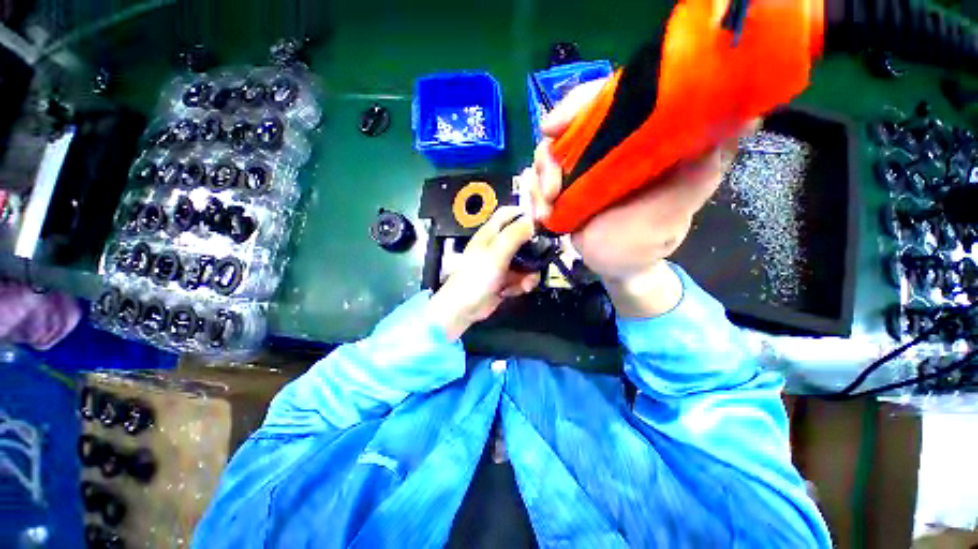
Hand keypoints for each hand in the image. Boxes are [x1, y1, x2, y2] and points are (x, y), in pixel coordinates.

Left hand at [427, 207, 540, 339]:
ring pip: (526, 261)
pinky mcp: (505, 279)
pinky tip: (516, 291)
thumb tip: (533, 221)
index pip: (508, 214)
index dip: (524, 213)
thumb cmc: (477, 276)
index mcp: (491, 233)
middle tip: (543, 259)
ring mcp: (502, 263)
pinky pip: (521, 277)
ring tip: (526, 284)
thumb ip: (515, 235)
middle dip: (534, 251)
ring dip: (529, 273)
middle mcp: (497, 246)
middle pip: (523, 239)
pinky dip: (521, 284)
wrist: (465, 307)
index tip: (542, 223)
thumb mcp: (497, 253)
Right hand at [523, 79, 754, 316]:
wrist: (618, 267)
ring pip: (547, 156)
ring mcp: (581, 170)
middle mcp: (607, 148)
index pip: (608, 100)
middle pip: (567, 129)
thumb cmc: (647, 242)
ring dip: (539, 182)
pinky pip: (538, 182)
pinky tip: (543, 217)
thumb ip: (699, 173)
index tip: (554, 127)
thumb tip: (744, 119)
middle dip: (550, 156)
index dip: (579, 104)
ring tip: (547, 210)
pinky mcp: (564, 189)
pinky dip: (535, 196)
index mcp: (637, 141)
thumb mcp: (675, 210)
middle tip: (551, 189)